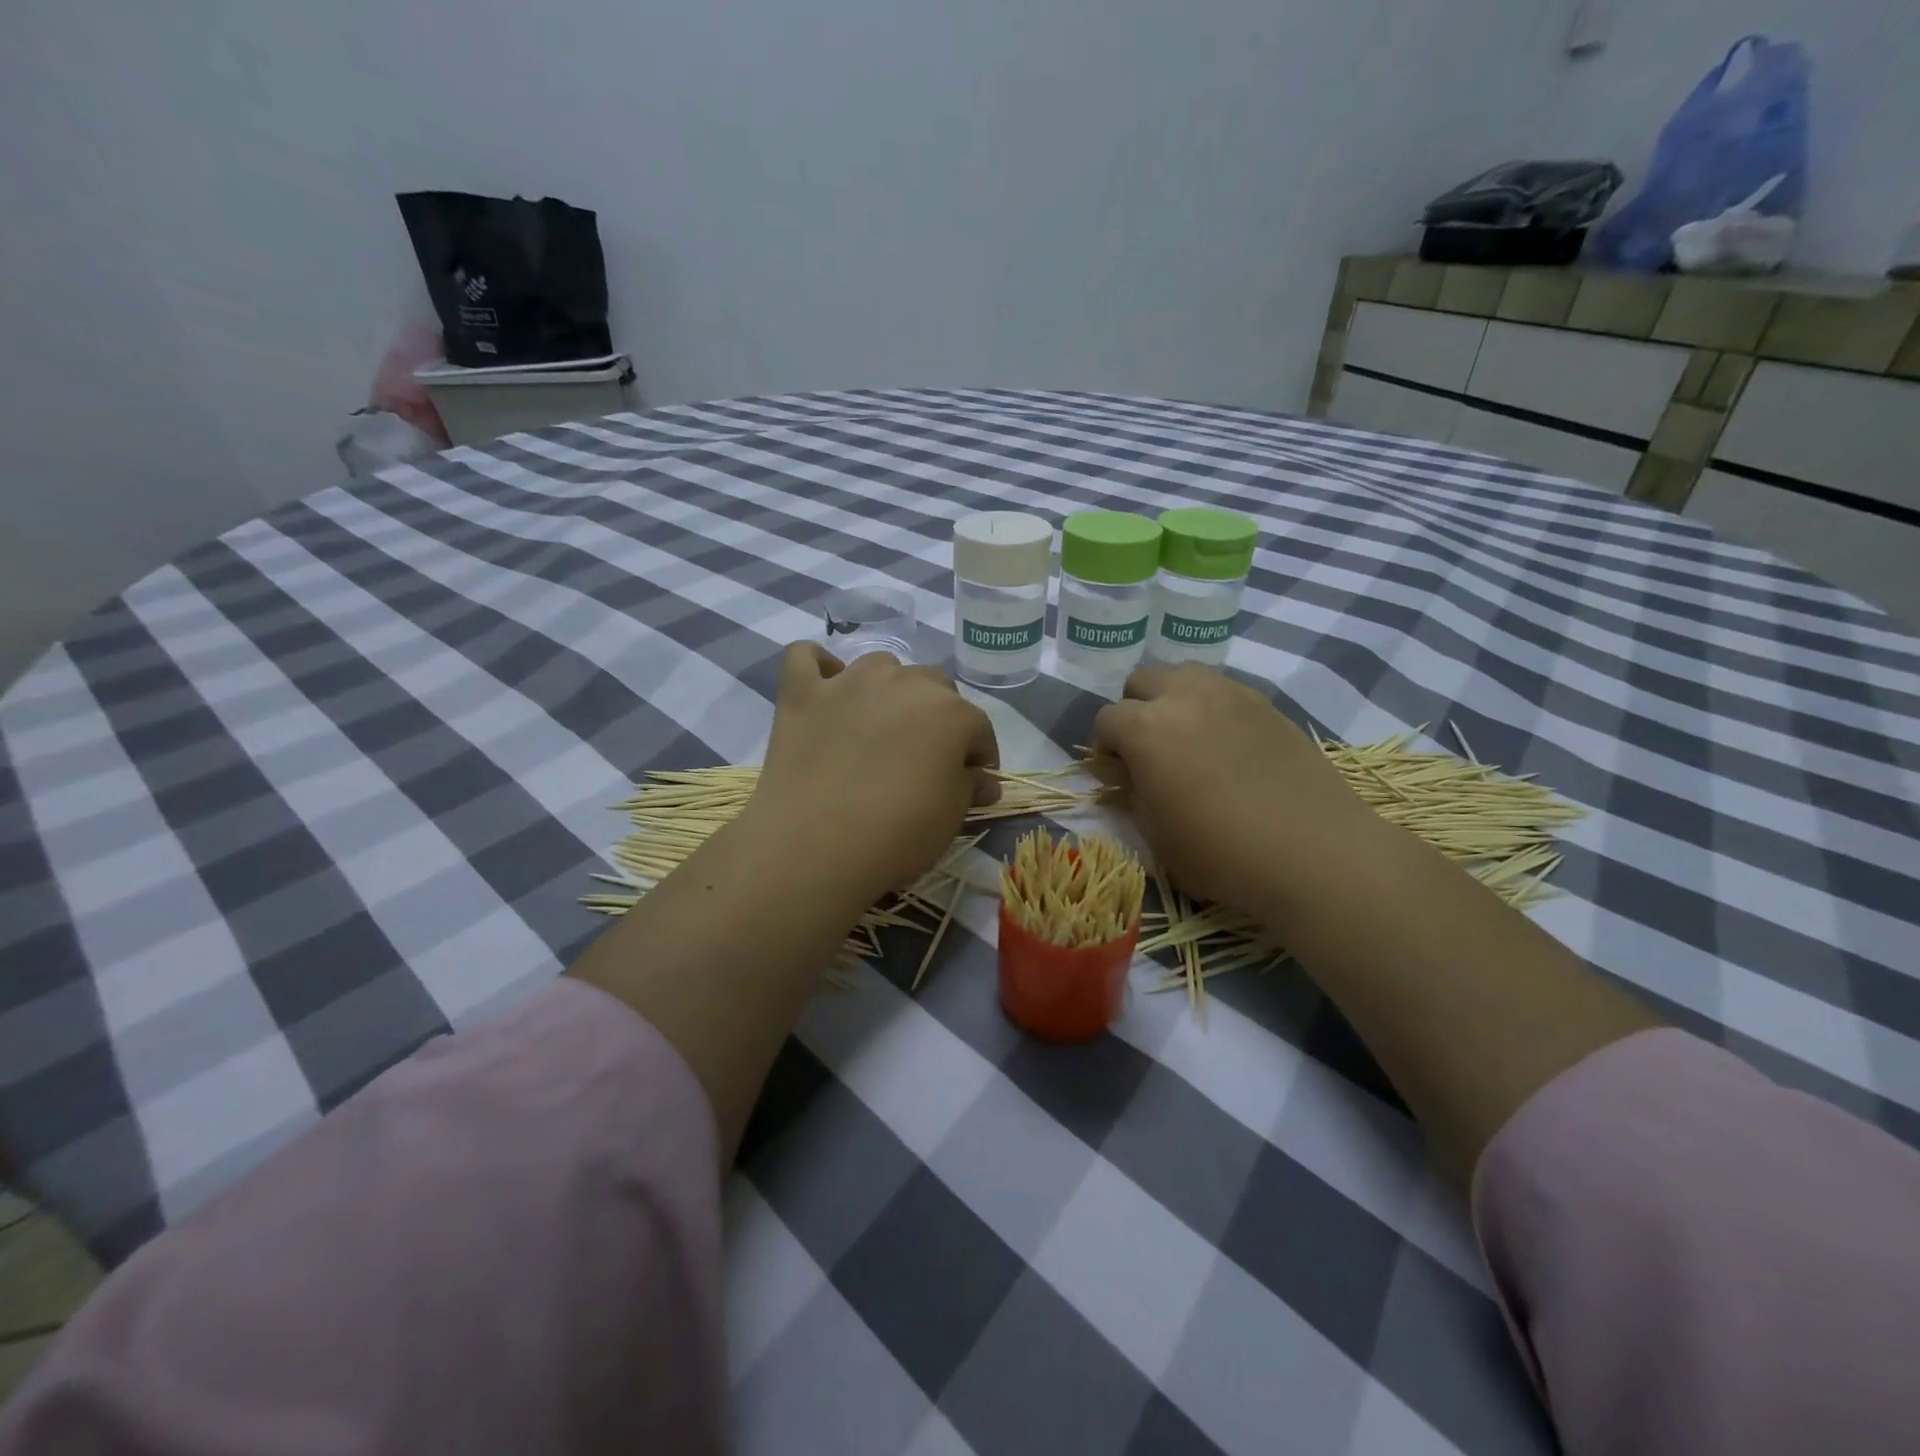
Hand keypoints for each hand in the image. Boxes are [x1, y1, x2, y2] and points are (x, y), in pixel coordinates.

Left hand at [750, 644, 999, 904]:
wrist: (814, 845)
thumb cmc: (896, 834)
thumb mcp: (949, 817)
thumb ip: (970, 787)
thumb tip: (983, 780)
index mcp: (950, 712)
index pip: (978, 727)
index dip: (979, 755)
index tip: (973, 780)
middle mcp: (904, 682)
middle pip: (933, 687)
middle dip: (938, 717)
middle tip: (925, 756)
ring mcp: (848, 682)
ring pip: (880, 666)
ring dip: (889, 689)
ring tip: (881, 725)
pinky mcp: (802, 692)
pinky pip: (806, 656)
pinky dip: (820, 666)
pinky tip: (826, 687)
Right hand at [1091, 663, 1371, 915]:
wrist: (1313, 851)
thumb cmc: (1222, 852)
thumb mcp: (1156, 835)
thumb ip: (1132, 794)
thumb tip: (1127, 774)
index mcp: (1146, 728)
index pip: (1106, 719)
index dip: (1103, 748)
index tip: (1117, 776)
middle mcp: (1184, 696)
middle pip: (1142, 680)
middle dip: (1134, 710)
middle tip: (1147, 751)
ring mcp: (1229, 694)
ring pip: (1184, 674)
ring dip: (1172, 698)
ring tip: (1185, 738)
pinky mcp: (1266, 703)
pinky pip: (1223, 690)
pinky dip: (1211, 707)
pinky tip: (1226, 745)